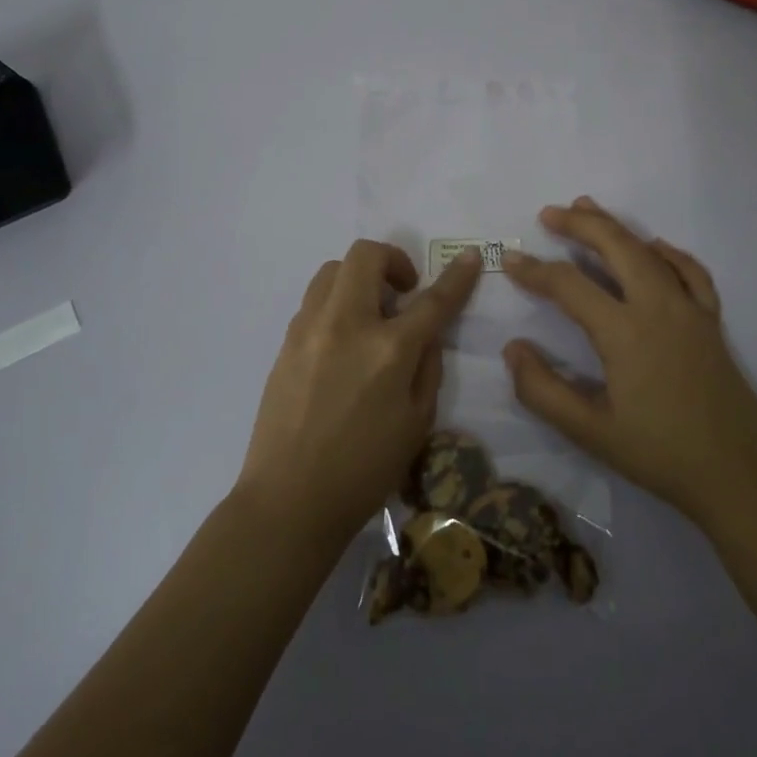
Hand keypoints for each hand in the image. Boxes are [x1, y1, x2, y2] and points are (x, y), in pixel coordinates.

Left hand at [236, 240, 482, 543]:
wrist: (290, 499)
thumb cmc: (364, 470)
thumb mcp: (418, 423)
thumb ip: (428, 367)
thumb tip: (426, 333)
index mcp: (388, 350)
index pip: (432, 300)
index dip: (457, 275)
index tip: (471, 257)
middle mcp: (346, 325)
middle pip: (366, 256)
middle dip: (393, 260)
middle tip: (403, 292)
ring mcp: (309, 330)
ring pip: (333, 270)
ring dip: (359, 278)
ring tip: (371, 314)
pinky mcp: (285, 343)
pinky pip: (314, 301)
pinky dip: (336, 303)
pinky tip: (343, 341)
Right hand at [501, 198, 756, 528]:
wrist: (739, 476)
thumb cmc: (660, 455)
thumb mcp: (590, 432)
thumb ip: (543, 390)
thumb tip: (513, 348)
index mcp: (624, 332)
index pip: (569, 286)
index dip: (535, 271)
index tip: (511, 261)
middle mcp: (658, 307)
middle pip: (616, 246)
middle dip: (580, 224)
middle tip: (549, 213)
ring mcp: (690, 310)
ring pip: (650, 251)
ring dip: (617, 227)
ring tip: (589, 209)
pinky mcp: (712, 321)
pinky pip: (690, 272)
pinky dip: (668, 252)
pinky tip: (655, 247)